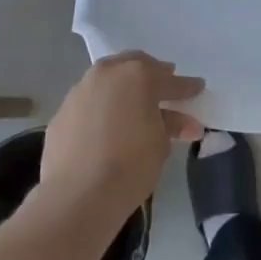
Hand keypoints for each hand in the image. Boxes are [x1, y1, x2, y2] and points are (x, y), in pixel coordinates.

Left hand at [39, 52, 203, 225]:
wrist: (78, 194)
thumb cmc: (130, 165)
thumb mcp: (161, 145)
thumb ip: (171, 125)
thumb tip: (184, 122)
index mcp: (138, 76)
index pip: (170, 80)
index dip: (186, 87)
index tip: (197, 88)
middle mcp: (108, 73)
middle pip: (135, 65)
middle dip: (152, 74)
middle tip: (165, 86)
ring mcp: (81, 89)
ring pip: (108, 78)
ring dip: (124, 86)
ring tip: (135, 102)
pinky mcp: (63, 110)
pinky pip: (89, 100)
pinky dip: (102, 105)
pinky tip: (107, 123)